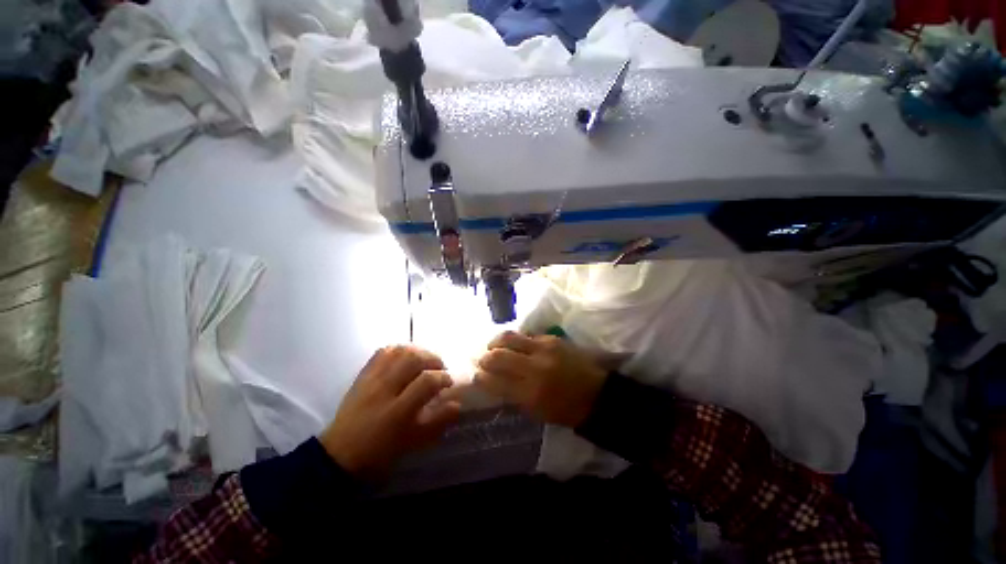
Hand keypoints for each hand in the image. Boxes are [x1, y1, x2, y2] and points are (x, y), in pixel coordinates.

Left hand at [319, 346, 460, 477]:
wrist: (339, 454)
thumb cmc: (381, 452)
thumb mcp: (414, 442)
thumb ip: (438, 421)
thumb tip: (457, 404)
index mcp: (398, 411)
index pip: (427, 381)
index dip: (443, 377)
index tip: (449, 382)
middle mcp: (384, 389)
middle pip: (413, 359)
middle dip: (433, 359)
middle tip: (439, 368)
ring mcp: (371, 379)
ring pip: (399, 351)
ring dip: (418, 351)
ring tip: (424, 361)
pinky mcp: (363, 375)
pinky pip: (382, 352)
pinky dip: (398, 349)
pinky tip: (405, 357)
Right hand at [474, 331, 607, 427]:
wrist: (596, 394)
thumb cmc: (565, 410)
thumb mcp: (535, 411)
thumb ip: (512, 395)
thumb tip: (492, 381)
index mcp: (530, 392)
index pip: (494, 381)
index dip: (480, 377)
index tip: (476, 376)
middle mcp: (534, 367)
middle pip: (498, 355)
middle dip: (485, 357)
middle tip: (482, 360)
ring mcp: (544, 349)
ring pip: (509, 337)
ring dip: (496, 342)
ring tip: (493, 346)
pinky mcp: (552, 338)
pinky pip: (526, 335)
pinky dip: (516, 340)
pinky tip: (514, 345)